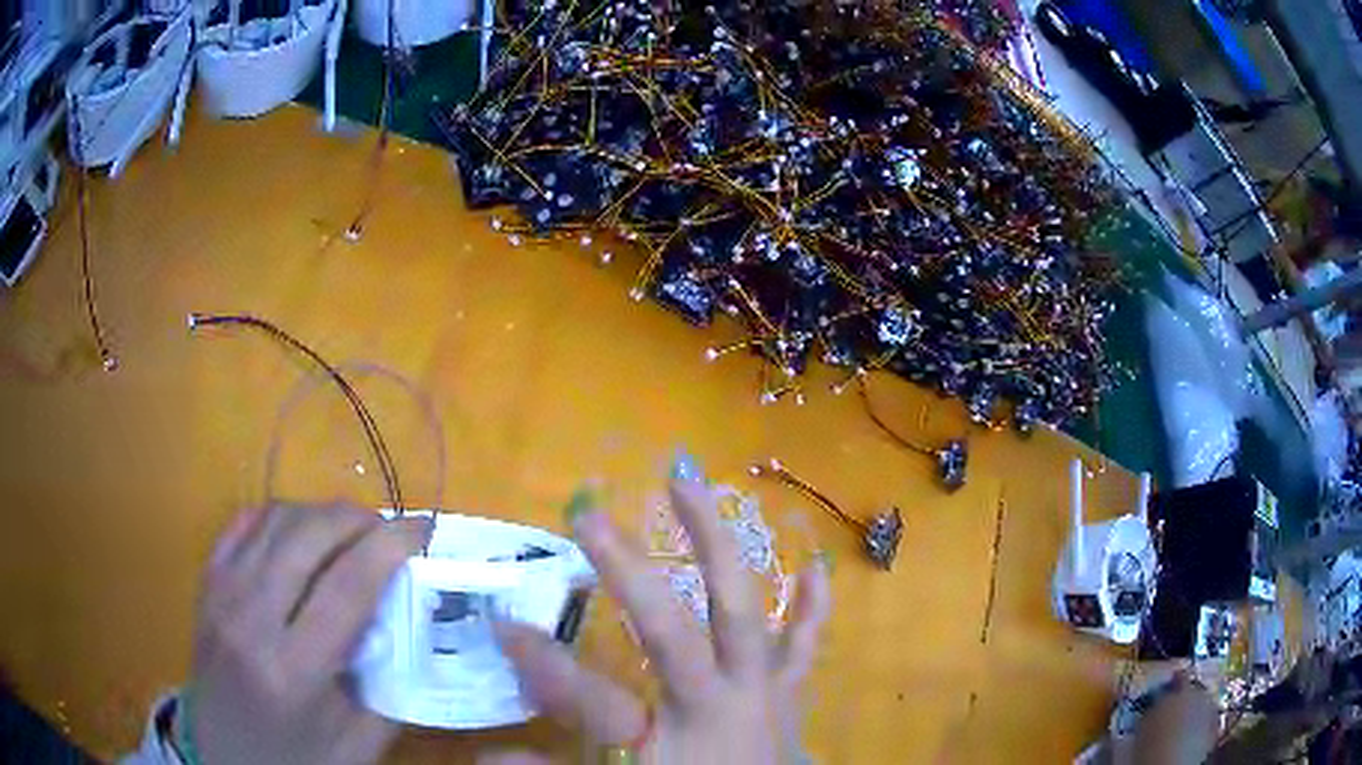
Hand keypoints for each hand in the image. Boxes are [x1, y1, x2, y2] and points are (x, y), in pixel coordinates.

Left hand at [182, 504, 431, 764]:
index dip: (391, 546)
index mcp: (294, 670)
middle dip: (357, 518)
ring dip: (320, 513)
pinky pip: (245, 522)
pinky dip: (280, 515)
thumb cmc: (296, 756)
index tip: (422, 528)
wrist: (223, 753)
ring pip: (276, 519)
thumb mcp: (359, 742)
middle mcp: (251, 619)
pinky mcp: (206, 581)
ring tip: (350, 531)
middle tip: (387, 530)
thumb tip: (408, 618)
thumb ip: (388, 683)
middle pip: (309, 536)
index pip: (348, 585)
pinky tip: (301, 533)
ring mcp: (221, 593)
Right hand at [492, 475, 832, 763]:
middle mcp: (716, 703)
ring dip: (716, 544)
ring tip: (689, 482)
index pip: (586, 695)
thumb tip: (481, 755)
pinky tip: (816, 563)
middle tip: (588, 513)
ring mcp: (761, 691)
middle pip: (671, 629)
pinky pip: (806, 643)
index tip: (499, 624)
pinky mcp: (788, 693)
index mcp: (665, 737)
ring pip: (744, 611)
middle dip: (628, 571)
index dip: (539, 661)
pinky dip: (813, 604)